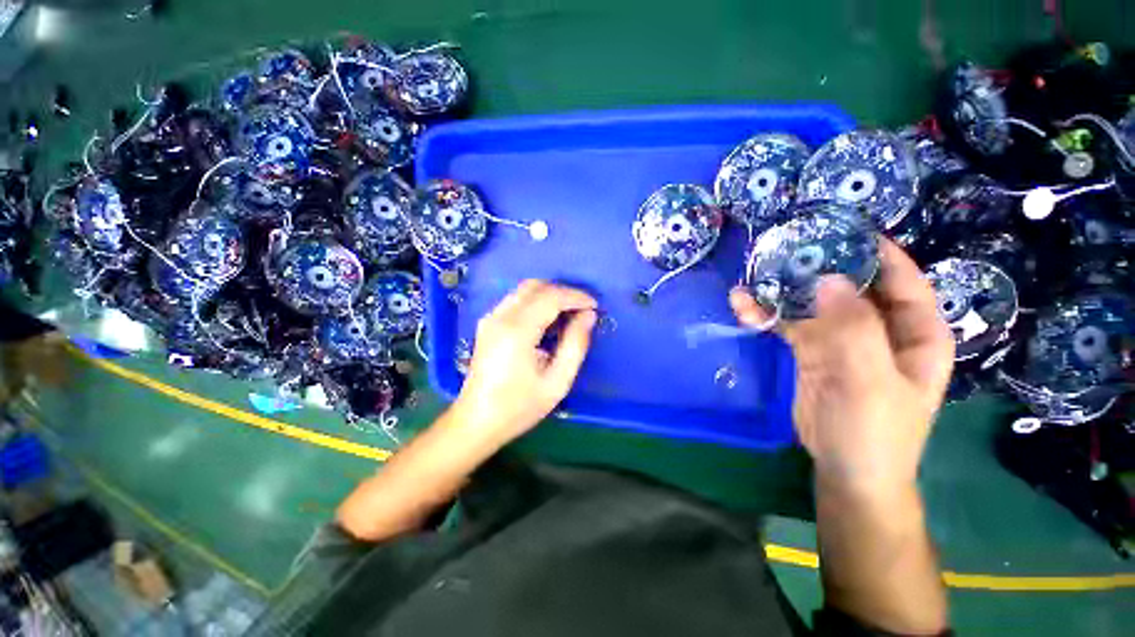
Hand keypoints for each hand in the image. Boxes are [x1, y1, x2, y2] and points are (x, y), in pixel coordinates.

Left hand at [452, 279, 597, 443]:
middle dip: (563, 292)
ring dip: (550, 295)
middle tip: (582, 309)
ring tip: (569, 314)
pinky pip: (516, 300)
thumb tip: (588, 316)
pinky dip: (536, 302)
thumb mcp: (558, 382)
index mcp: (517, 331)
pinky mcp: (488, 323)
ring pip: (525, 290)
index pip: (550, 297)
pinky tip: (548, 321)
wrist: (476, 422)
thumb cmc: (519, 407)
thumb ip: (576, 345)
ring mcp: (490, 318)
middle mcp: (500, 317)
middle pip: (535, 286)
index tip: (594, 306)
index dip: (576, 296)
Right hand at [730, 239, 953, 493]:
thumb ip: (854, 329)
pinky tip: (742, 306)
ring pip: (813, 305)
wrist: (844, 470)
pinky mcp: (810, 352)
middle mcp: (879, 330)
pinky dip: (767, 315)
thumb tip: (829, 279)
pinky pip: (788, 326)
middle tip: (788, 247)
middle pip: (851, 288)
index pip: (903, 283)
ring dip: (784, 291)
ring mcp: (841, 340)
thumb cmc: (874, 431)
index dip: (880, 254)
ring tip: (754, 275)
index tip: (849, 229)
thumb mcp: (870, 381)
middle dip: (822, 267)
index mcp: (914, 334)